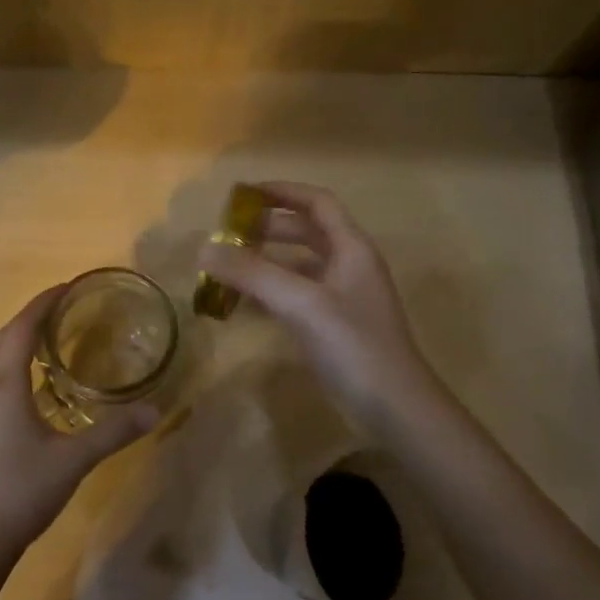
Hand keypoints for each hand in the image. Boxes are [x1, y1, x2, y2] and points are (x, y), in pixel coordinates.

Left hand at [0, 285, 159, 556]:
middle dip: (32, 316)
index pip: (22, 329)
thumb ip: (114, 432)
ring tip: (53, 338)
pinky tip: (35, 385)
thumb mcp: (74, 459)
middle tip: (65, 307)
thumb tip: (155, 409)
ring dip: (20, 339)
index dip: (43, 303)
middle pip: (5, 337)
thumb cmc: (22, 491)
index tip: (69, 287)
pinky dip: (14, 364)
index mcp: (4, 386)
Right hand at [198, 182, 446, 437]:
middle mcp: (350, 265)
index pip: (317, 203)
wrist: (395, 408)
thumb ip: (252, 274)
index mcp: (351, 248)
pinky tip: (246, 303)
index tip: (243, 193)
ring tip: (229, 265)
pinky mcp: (336, 326)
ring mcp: (344, 297)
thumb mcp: (301, 303)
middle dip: (268, 227)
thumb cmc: (354, 346)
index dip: (282, 192)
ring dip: (267, 260)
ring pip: (300, 265)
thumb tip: (204, 248)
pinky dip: (272, 291)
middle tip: (228, 233)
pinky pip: (298, 295)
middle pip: (307, 231)